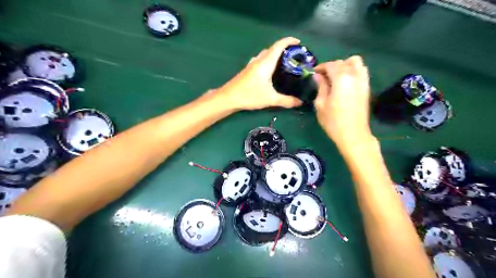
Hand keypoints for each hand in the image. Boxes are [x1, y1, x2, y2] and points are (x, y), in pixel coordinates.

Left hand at [219, 36, 304, 110]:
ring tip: (285, 63)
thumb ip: (286, 101)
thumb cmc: (249, 96)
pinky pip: (261, 60)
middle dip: (284, 49)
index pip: (278, 46)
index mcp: (265, 63)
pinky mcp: (248, 70)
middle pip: (273, 49)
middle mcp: (258, 60)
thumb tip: (300, 102)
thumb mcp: (270, 99)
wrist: (228, 98)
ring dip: (276, 54)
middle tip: (295, 57)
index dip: (289, 41)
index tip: (299, 43)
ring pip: (266, 54)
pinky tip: (271, 71)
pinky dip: (269, 60)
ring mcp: (252, 64)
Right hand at [313, 56, 371, 148]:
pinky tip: (345, 82)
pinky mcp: (367, 87)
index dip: (320, 67)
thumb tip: (318, 76)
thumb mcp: (321, 104)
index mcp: (341, 79)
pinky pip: (361, 71)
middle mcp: (354, 75)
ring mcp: (363, 80)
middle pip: (343, 62)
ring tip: (335, 77)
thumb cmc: (333, 121)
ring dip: (344, 65)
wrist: (353, 134)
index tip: (313, 73)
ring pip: (355, 62)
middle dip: (331, 66)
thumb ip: (320, 87)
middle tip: (322, 77)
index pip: (330, 65)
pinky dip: (353, 71)